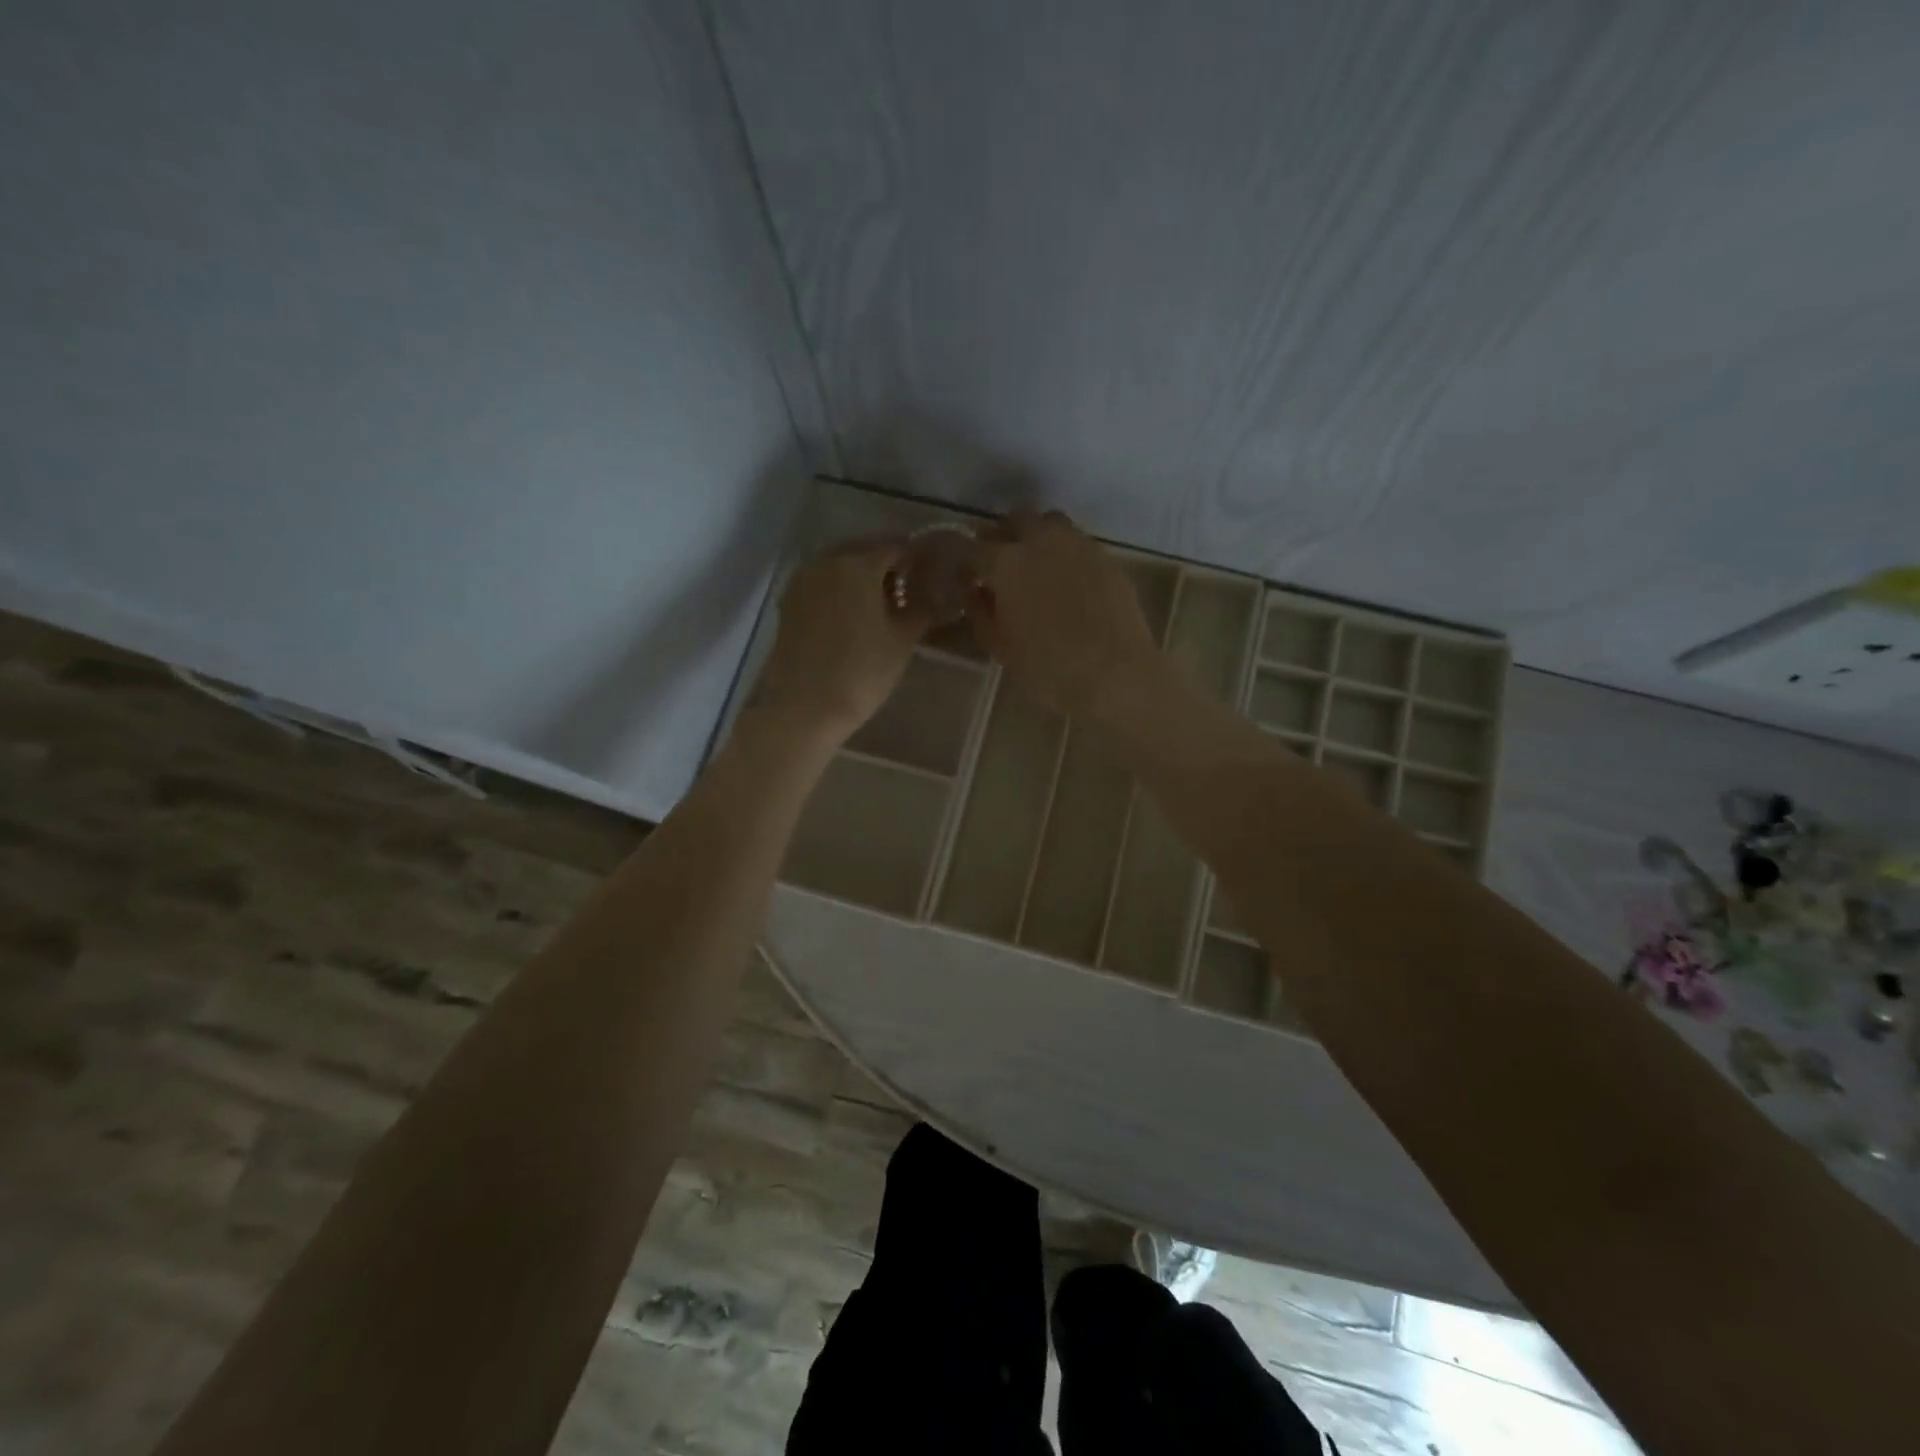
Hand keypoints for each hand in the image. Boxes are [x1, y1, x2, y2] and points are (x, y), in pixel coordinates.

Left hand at [753, 537, 927, 743]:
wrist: (805, 707)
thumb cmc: (862, 672)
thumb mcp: (902, 640)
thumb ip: (920, 608)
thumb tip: (935, 592)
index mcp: (858, 564)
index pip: (895, 547)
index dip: (916, 558)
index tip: (931, 572)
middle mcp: (826, 562)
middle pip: (864, 551)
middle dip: (887, 563)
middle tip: (909, 586)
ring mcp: (802, 581)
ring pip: (840, 565)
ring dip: (862, 575)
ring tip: (883, 601)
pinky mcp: (789, 602)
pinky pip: (822, 583)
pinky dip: (841, 589)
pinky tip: (855, 612)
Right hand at [974, 511, 1164, 720]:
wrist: (1115, 675)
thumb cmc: (1048, 668)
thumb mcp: (1001, 647)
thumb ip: (981, 613)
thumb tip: (976, 593)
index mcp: (1006, 563)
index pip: (972, 548)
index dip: (965, 562)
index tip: (966, 578)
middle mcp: (1041, 541)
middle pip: (1015, 520)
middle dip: (1003, 537)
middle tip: (1000, 565)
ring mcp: (1079, 545)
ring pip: (1050, 523)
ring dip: (1037, 537)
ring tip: (1036, 566)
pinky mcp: (1107, 558)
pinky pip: (1078, 545)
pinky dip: (1066, 555)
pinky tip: (1068, 583)